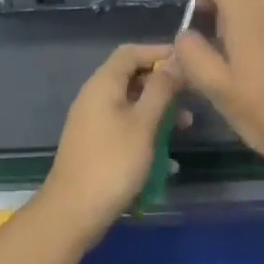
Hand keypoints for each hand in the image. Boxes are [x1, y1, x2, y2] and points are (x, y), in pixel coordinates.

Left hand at [38, 43, 183, 243]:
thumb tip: (176, 60)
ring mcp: (92, 120)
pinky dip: (144, 127)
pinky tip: (163, 149)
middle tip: (191, 98)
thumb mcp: (144, 123)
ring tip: (184, 127)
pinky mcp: (94, 142)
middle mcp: (94, 95)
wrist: (72, 212)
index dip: (159, 52)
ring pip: (130, 102)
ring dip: (157, 109)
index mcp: (103, 84)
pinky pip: (123, 122)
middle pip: (131, 76)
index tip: (187, 62)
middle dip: (162, 84)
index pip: (131, 52)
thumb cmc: (113, 163)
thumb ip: (161, 89)